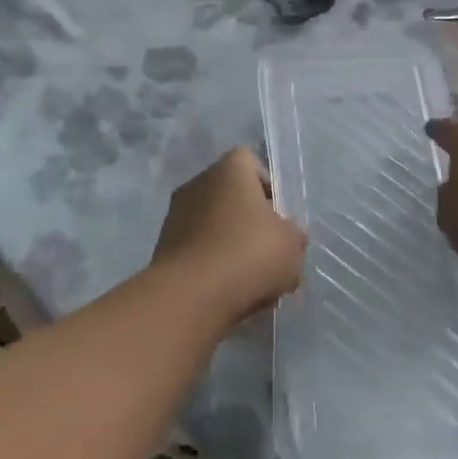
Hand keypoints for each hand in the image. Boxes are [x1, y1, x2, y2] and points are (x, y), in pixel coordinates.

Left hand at [153, 148, 306, 322]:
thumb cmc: (249, 254)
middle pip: (231, 196)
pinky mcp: (163, 249)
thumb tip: (289, 235)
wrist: (191, 296)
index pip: (249, 162)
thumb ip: (293, 236)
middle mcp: (198, 184)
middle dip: (250, 221)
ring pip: (214, 226)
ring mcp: (176, 217)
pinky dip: (213, 266)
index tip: (279, 215)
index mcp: (229, 170)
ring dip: (231, 246)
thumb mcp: (291, 245)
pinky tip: (229, 292)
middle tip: (269, 251)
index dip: (267, 186)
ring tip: (252, 281)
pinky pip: (198, 251)